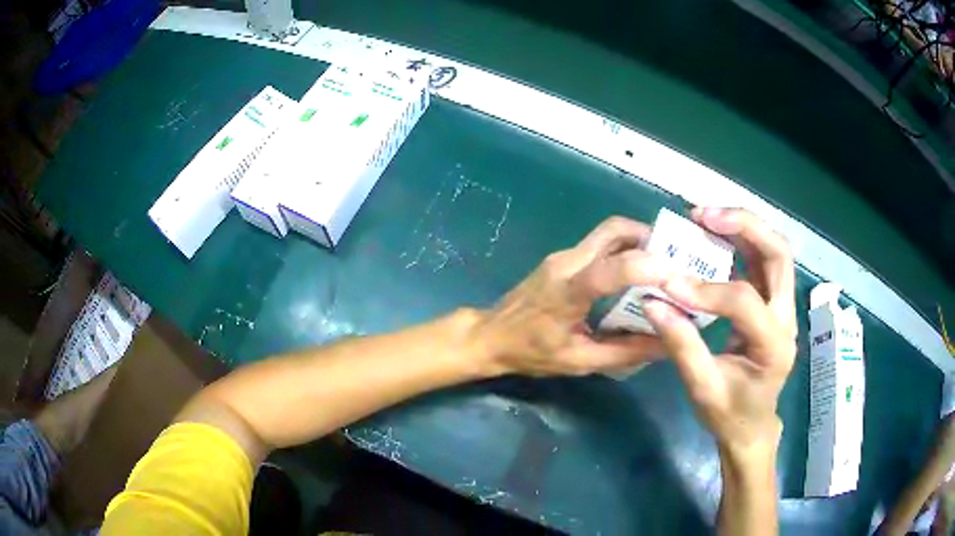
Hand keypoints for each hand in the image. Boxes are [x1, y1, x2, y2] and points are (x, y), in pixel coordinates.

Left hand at [473, 216, 671, 376]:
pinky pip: (599, 245)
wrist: (489, 336)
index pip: (613, 267)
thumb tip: (666, 344)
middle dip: (649, 238)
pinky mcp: (562, 259)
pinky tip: (635, 274)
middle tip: (674, 261)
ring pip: (608, 233)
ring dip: (638, 241)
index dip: (649, 266)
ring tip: (661, 266)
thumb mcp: (579, 361)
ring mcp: (563, 256)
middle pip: (614, 229)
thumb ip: (624, 353)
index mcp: (569, 290)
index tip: (677, 276)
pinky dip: (623, 250)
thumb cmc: (531, 352)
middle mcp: (567, 262)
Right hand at [643, 207, 796, 453]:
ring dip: (743, 227)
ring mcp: (783, 308)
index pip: (744, 302)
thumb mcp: (701, 389)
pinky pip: (763, 262)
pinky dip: (741, 242)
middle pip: (778, 255)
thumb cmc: (728, 414)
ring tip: (706, 218)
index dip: (705, 290)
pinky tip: (715, 238)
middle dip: (744, 226)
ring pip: (774, 251)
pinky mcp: (773, 304)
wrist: (752, 426)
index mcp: (774, 345)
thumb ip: (681, 345)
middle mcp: (786, 318)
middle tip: (703, 216)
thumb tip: (654, 302)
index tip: (667, 284)